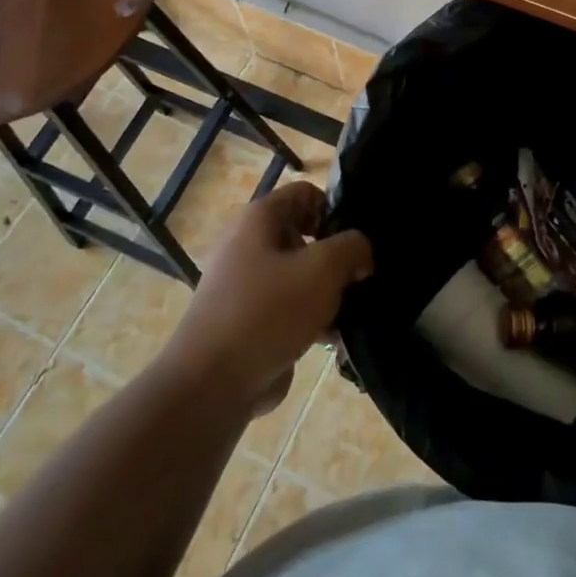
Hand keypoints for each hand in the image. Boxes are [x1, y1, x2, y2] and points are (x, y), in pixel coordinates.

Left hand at [168, 183, 373, 415]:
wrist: (214, 383)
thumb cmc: (269, 310)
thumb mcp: (323, 268)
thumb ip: (353, 248)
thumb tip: (361, 252)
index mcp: (259, 219)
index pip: (306, 193)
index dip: (335, 210)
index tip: (356, 242)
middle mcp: (249, 244)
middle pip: (306, 235)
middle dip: (336, 256)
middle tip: (361, 277)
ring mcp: (247, 285)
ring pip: (301, 275)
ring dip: (328, 292)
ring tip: (353, 311)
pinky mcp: (250, 321)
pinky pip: (290, 308)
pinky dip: (312, 319)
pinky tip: (336, 338)